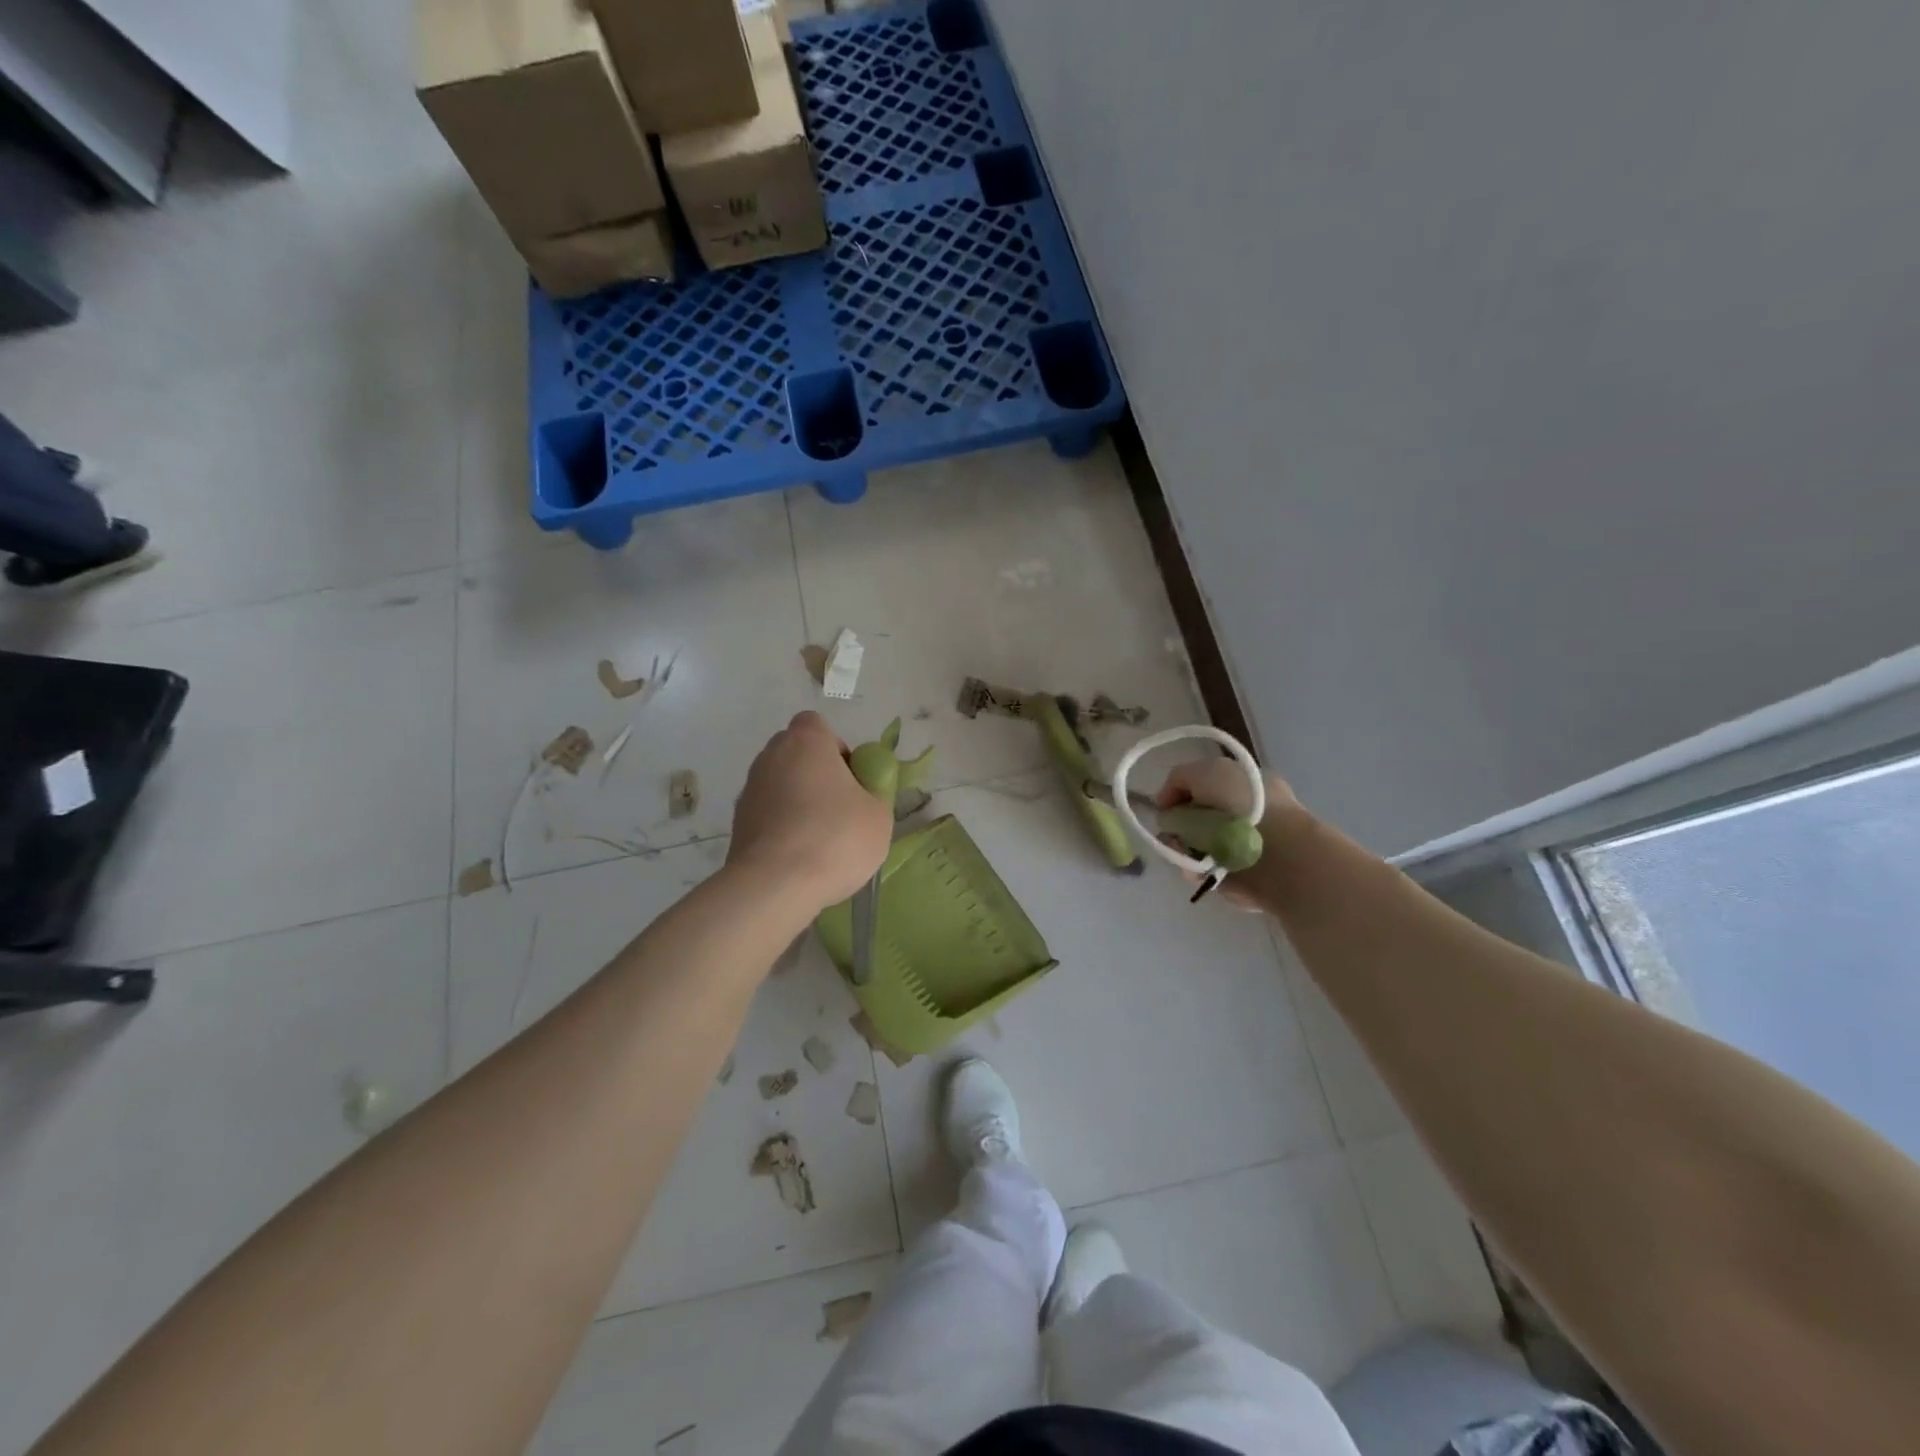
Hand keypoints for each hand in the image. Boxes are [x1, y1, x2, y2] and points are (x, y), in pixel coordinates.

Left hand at [728, 712, 892, 913]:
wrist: (775, 885)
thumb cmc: (835, 838)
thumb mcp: (879, 815)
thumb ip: (873, 792)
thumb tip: (861, 792)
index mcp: (806, 742)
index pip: (816, 725)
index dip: (836, 747)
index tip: (850, 778)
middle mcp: (771, 756)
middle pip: (795, 753)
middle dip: (815, 773)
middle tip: (839, 807)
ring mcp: (749, 790)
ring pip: (780, 784)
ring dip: (797, 801)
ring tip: (820, 838)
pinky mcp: (737, 823)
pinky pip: (767, 813)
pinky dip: (782, 826)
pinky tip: (799, 856)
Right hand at [1155, 757, 1304, 910]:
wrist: (1279, 852)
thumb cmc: (1244, 804)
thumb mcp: (1205, 772)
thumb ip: (1179, 780)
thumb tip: (1169, 806)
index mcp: (1245, 786)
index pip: (1202, 789)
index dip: (1179, 796)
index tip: (1166, 807)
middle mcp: (1244, 814)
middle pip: (1195, 819)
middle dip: (1178, 826)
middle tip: (1172, 833)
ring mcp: (1242, 847)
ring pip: (1196, 846)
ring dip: (1182, 848)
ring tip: (1182, 852)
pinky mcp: (1239, 878)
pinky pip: (1204, 871)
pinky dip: (1195, 869)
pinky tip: (1195, 868)